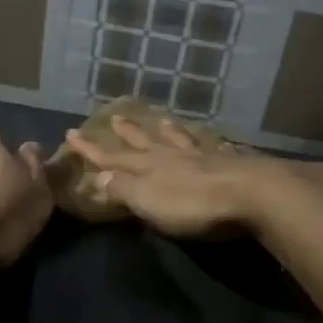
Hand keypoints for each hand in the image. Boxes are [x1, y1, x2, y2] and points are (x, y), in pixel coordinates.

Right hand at [63, 115, 285, 236]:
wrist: (250, 194)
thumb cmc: (193, 204)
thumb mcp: (147, 201)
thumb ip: (123, 189)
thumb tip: (99, 176)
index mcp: (149, 167)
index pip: (113, 157)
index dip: (92, 149)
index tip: (72, 133)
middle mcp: (174, 156)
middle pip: (146, 142)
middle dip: (128, 133)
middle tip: (115, 118)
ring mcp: (205, 156)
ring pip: (181, 139)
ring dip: (168, 131)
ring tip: (160, 119)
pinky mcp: (233, 163)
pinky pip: (217, 148)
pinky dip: (211, 144)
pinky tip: (218, 142)